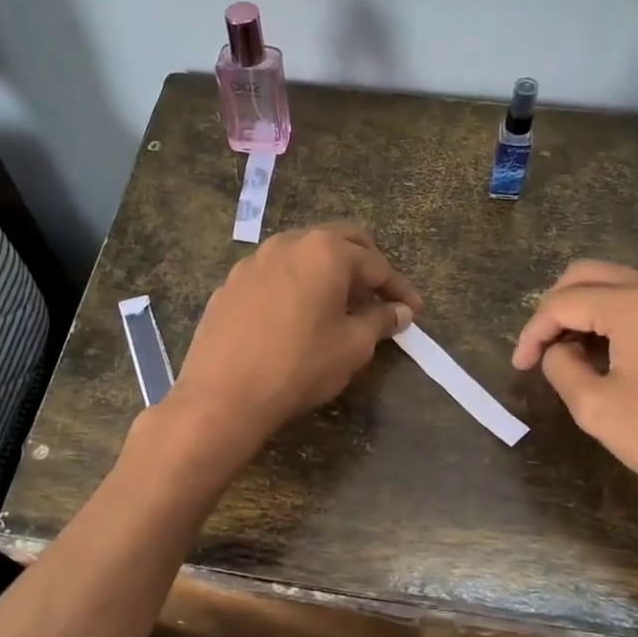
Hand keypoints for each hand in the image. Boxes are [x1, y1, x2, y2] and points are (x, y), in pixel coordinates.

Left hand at [166, 223, 420, 452]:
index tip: (414, 310)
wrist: (223, 394)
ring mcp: (253, 261)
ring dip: (327, 272)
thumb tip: (400, 311)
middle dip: (365, 264)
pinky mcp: (230, 284)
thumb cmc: (299, 366)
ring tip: (340, 304)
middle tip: (380, 293)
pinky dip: (295, 285)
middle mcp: (288, 243)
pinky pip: (273, 275)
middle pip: (339, 242)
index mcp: (324, 251)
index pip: (375, 264)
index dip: (399, 288)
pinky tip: (297, 314)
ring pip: (302, 254)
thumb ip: (380, 321)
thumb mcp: (352, 346)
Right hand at [512, 262, 637, 552]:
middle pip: (589, 275)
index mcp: (635, 304)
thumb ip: (562, 367)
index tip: (518, 366)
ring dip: (587, 310)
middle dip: (556, 307)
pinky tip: (612, 355)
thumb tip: (558, 349)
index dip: (533, 332)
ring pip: (620, 285)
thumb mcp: (597, 409)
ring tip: (572, 354)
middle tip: (541, 349)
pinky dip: (617, 317)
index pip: (563, 301)